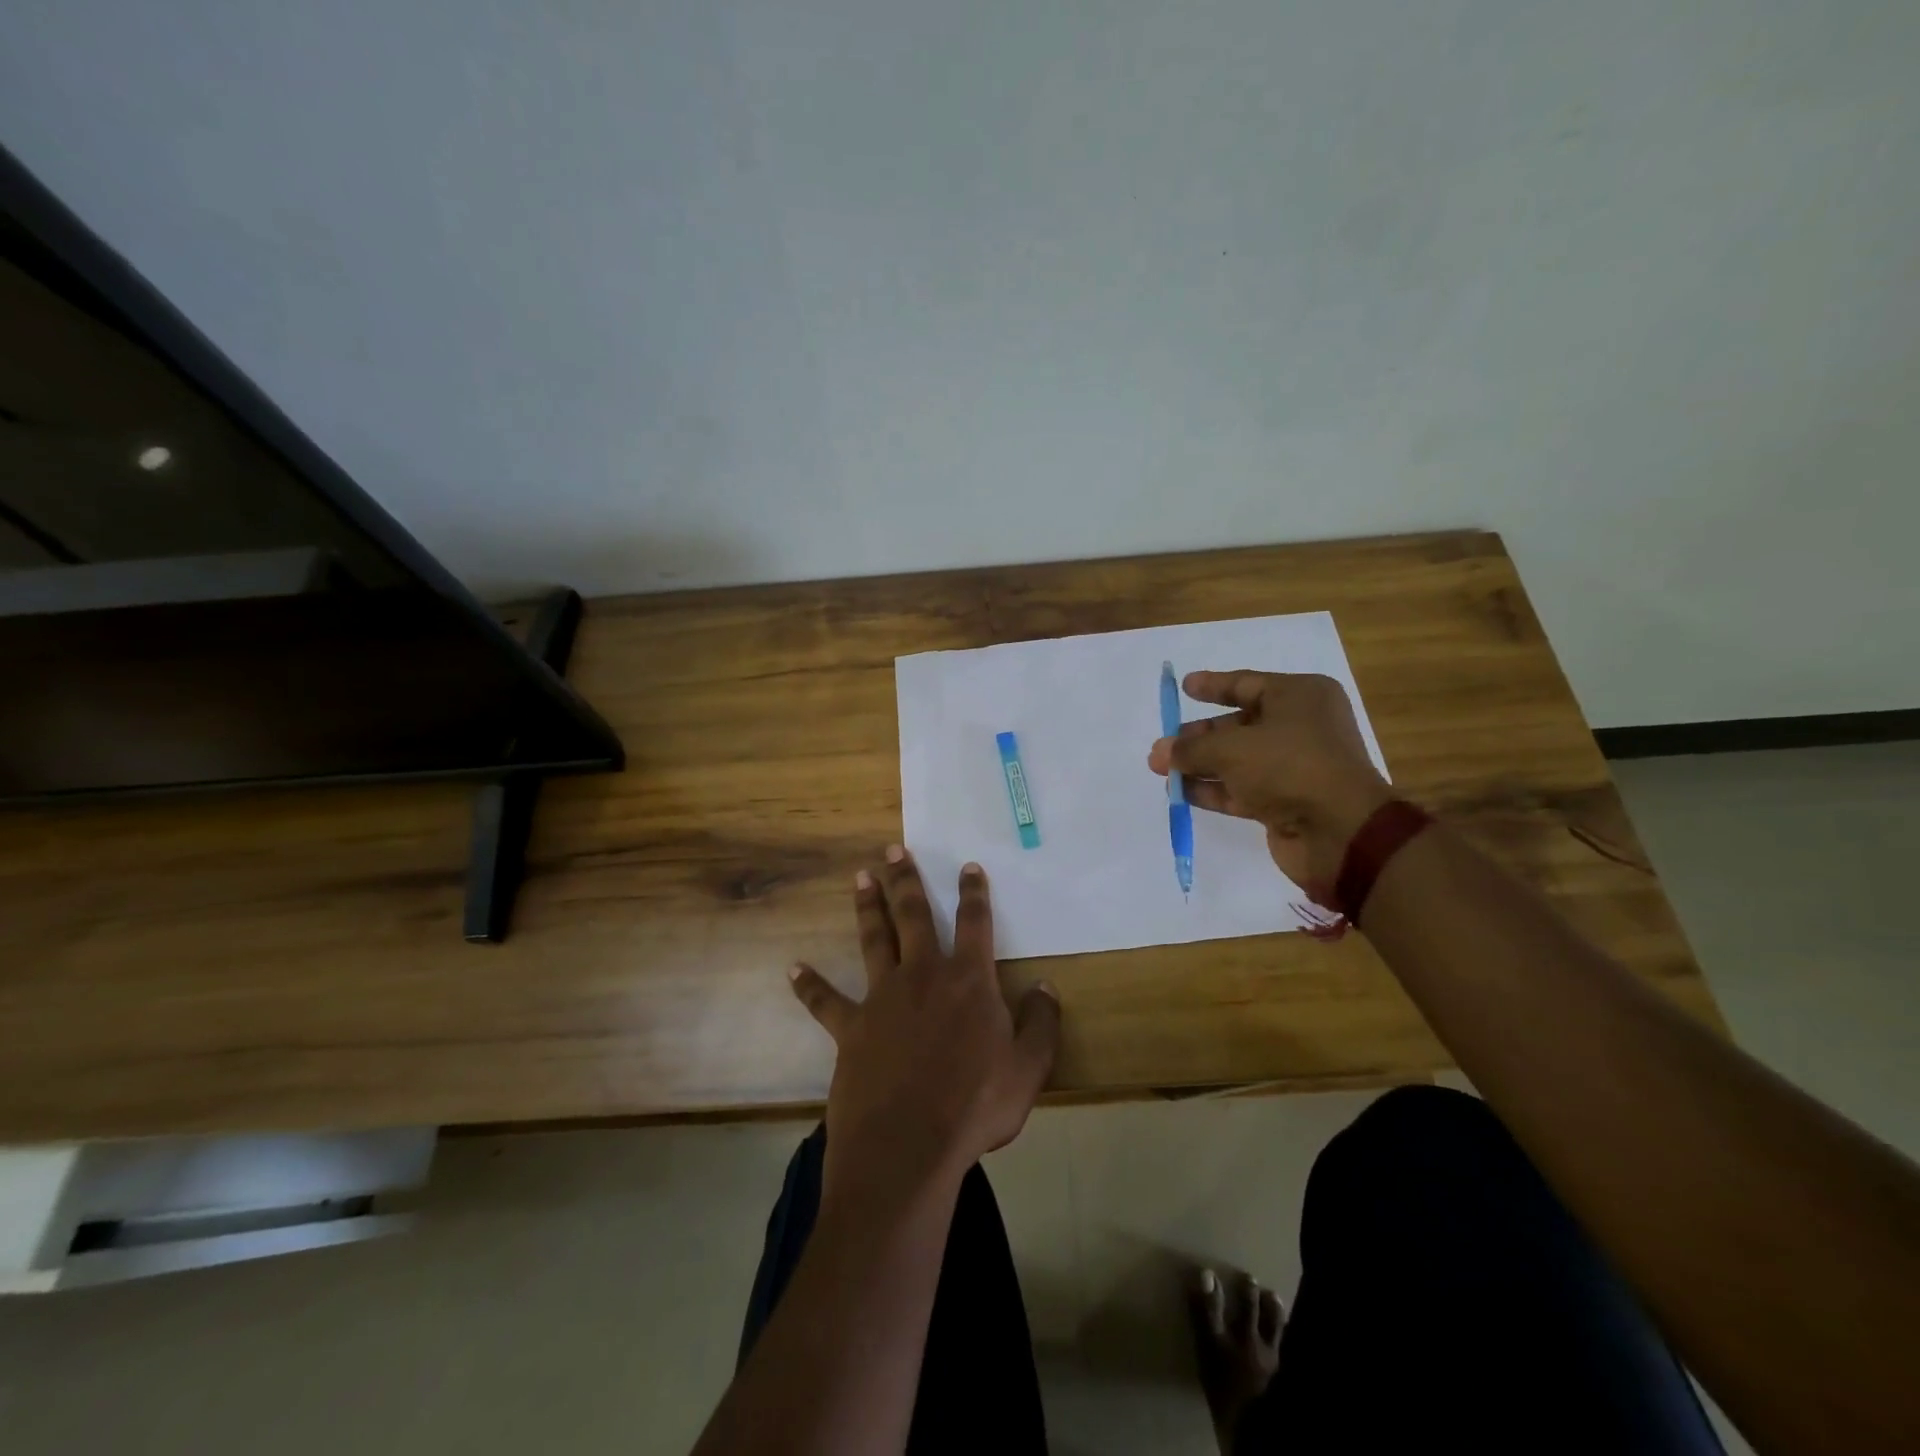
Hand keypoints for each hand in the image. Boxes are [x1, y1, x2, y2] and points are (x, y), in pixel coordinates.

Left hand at [789, 847, 1060, 1201]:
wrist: (908, 1147)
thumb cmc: (974, 1106)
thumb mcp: (1028, 1068)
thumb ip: (1041, 1023)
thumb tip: (1046, 986)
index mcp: (968, 980)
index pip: (974, 923)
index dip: (973, 892)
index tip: (968, 866)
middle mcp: (923, 975)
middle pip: (914, 915)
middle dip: (906, 880)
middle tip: (894, 850)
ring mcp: (882, 998)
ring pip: (874, 940)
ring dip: (867, 908)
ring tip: (860, 878)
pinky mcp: (851, 1028)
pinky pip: (826, 1001)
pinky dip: (810, 985)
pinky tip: (793, 969)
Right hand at [1147, 670, 1391, 900]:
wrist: (1340, 832)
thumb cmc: (1289, 766)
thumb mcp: (1231, 748)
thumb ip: (1191, 748)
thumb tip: (1160, 751)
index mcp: (1300, 697)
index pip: (1247, 684)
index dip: (1214, 686)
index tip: (1185, 686)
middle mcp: (1300, 727)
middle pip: (1239, 725)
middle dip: (1199, 736)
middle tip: (1164, 744)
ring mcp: (1294, 767)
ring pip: (1238, 759)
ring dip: (1200, 764)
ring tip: (1161, 768)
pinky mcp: (1286, 801)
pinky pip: (1243, 788)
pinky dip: (1214, 789)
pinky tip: (1181, 791)